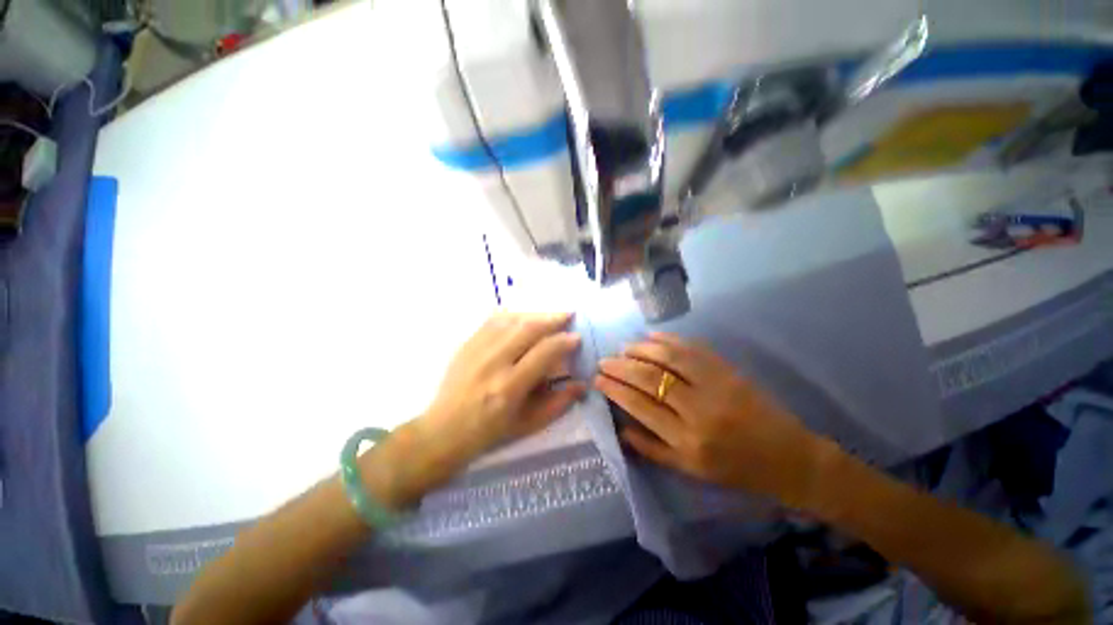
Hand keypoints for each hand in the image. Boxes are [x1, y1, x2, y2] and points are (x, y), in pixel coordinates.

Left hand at [415, 312, 586, 466]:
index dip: (563, 342)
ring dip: (535, 314)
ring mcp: (477, 350)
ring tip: (550, 315)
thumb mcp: (529, 424)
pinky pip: (493, 320)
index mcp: (509, 387)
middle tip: (569, 315)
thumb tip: (582, 383)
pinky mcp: (467, 344)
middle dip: (553, 318)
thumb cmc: (491, 432)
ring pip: (511, 320)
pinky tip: (525, 316)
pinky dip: (514, 314)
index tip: (576, 337)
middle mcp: (493, 363)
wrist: (444, 429)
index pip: (543, 353)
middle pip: (528, 329)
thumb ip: (559, 403)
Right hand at [595, 333, 821, 505]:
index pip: (640, 406)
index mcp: (688, 442)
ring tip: (624, 347)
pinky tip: (652, 336)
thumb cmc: (736, 470)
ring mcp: (717, 386)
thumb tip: (620, 428)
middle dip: (621, 366)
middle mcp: (699, 411)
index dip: (615, 389)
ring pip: (670, 358)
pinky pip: (694, 348)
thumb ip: (652, 450)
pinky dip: (669, 339)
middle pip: (650, 378)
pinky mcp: (729, 371)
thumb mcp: (691, 471)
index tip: (598, 378)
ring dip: (641, 349)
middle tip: (604, 361)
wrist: (789, 459)